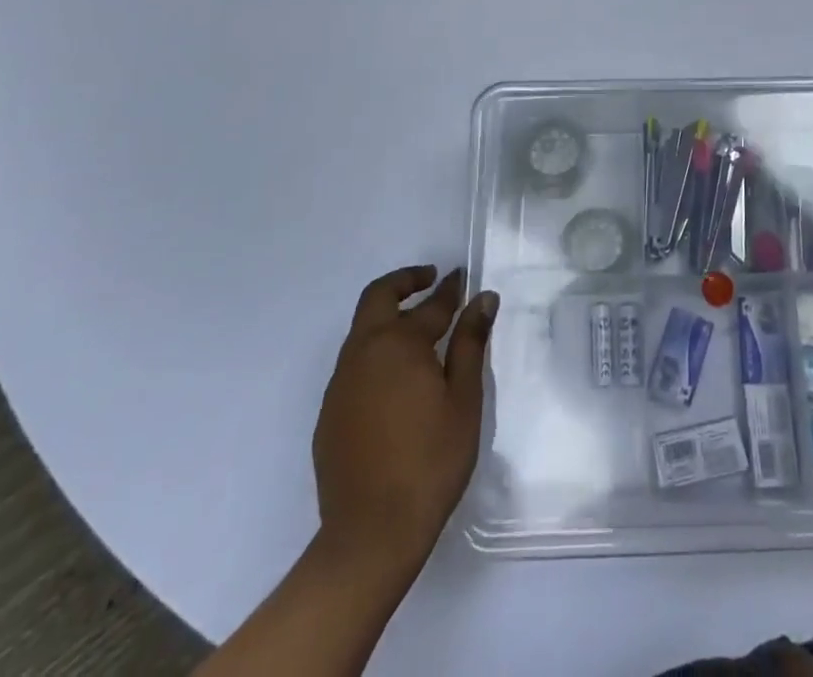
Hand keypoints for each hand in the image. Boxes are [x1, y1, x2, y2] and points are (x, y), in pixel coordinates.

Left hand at [313, 265, 497, 574]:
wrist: (370, 534)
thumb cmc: (430, 461)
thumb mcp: (464, 400)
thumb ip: (470, 343)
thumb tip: (483, 298)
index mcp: (399, 343)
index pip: (431, 304)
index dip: (451, 289)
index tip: (464, 277)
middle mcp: (363, 352)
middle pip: (378, 297)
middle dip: (405, 281)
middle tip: (430, 279)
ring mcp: (341, 383)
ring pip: (362, 330)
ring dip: (388, 316)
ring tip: (418, 327)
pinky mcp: (330, 412)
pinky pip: (354, 363)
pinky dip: (376, 350)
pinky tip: (396, 376)